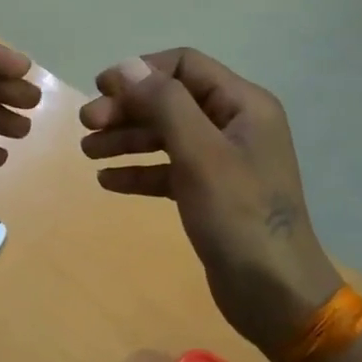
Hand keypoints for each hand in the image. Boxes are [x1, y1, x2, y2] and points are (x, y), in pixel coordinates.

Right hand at [80, 48, 341, 357]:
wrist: (275, 295)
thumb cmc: (239, 217)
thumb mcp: (200, 154)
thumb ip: (165, 104)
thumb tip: (127, 67)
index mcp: (243, 104)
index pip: (185, 66)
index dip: (140, 71)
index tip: (100, 90)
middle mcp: (234, 124)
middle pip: (171, 99)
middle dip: (127, 108)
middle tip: (86, 125)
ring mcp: (223, 160)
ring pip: (166, 134)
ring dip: (126, 138)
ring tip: (88, 152)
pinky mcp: (210, 192)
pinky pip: (168, 169)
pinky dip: (139, 170)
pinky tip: (107, 181)